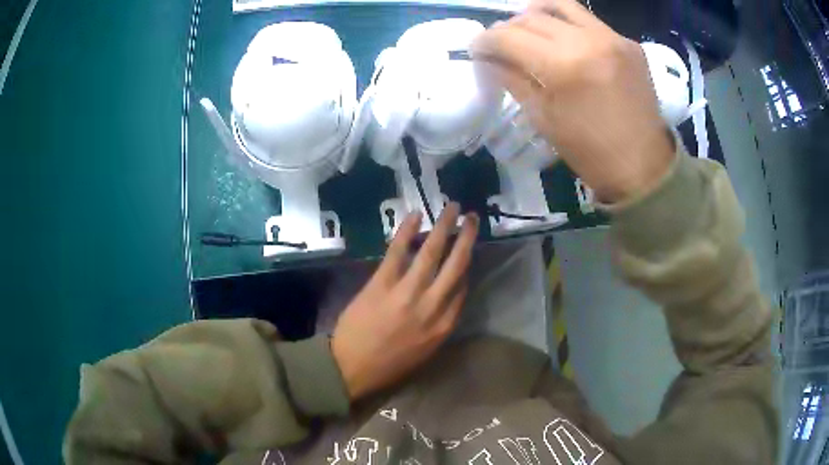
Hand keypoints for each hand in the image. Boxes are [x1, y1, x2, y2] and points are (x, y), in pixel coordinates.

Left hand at [331, 203, 478, 399]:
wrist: (351, 369)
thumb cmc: (389, 365)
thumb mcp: (425, 351)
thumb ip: (439, 324)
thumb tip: (445, 296)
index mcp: (444, 326)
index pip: (462, 288)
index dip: (465, 266)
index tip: (465, 251)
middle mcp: (432, 306)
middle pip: (456, 265)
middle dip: (467, 238)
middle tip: (473, 217)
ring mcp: (408, 293)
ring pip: (432, 252)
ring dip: (444, 226)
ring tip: (452, 207)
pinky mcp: (382, 283)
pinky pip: (398, 252)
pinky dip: (407, 231)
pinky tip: (415, 215)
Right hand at [473, 0, 674, 202]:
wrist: (644, 167)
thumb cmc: (591, 152)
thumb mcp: (544, 119)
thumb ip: (513, 80)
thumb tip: (490, 60)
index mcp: (563, 66)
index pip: (509, 37)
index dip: (485, 41)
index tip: (476, 49)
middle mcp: (587, 40)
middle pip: (532, 18)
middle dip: (507, 29)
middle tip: (500, 44)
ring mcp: (612, 38)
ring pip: (561, 6)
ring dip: (536, 14)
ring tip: (529, 30)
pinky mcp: (628, 43)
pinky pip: (589, 21)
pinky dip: (568, 25)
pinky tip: (565, 41)